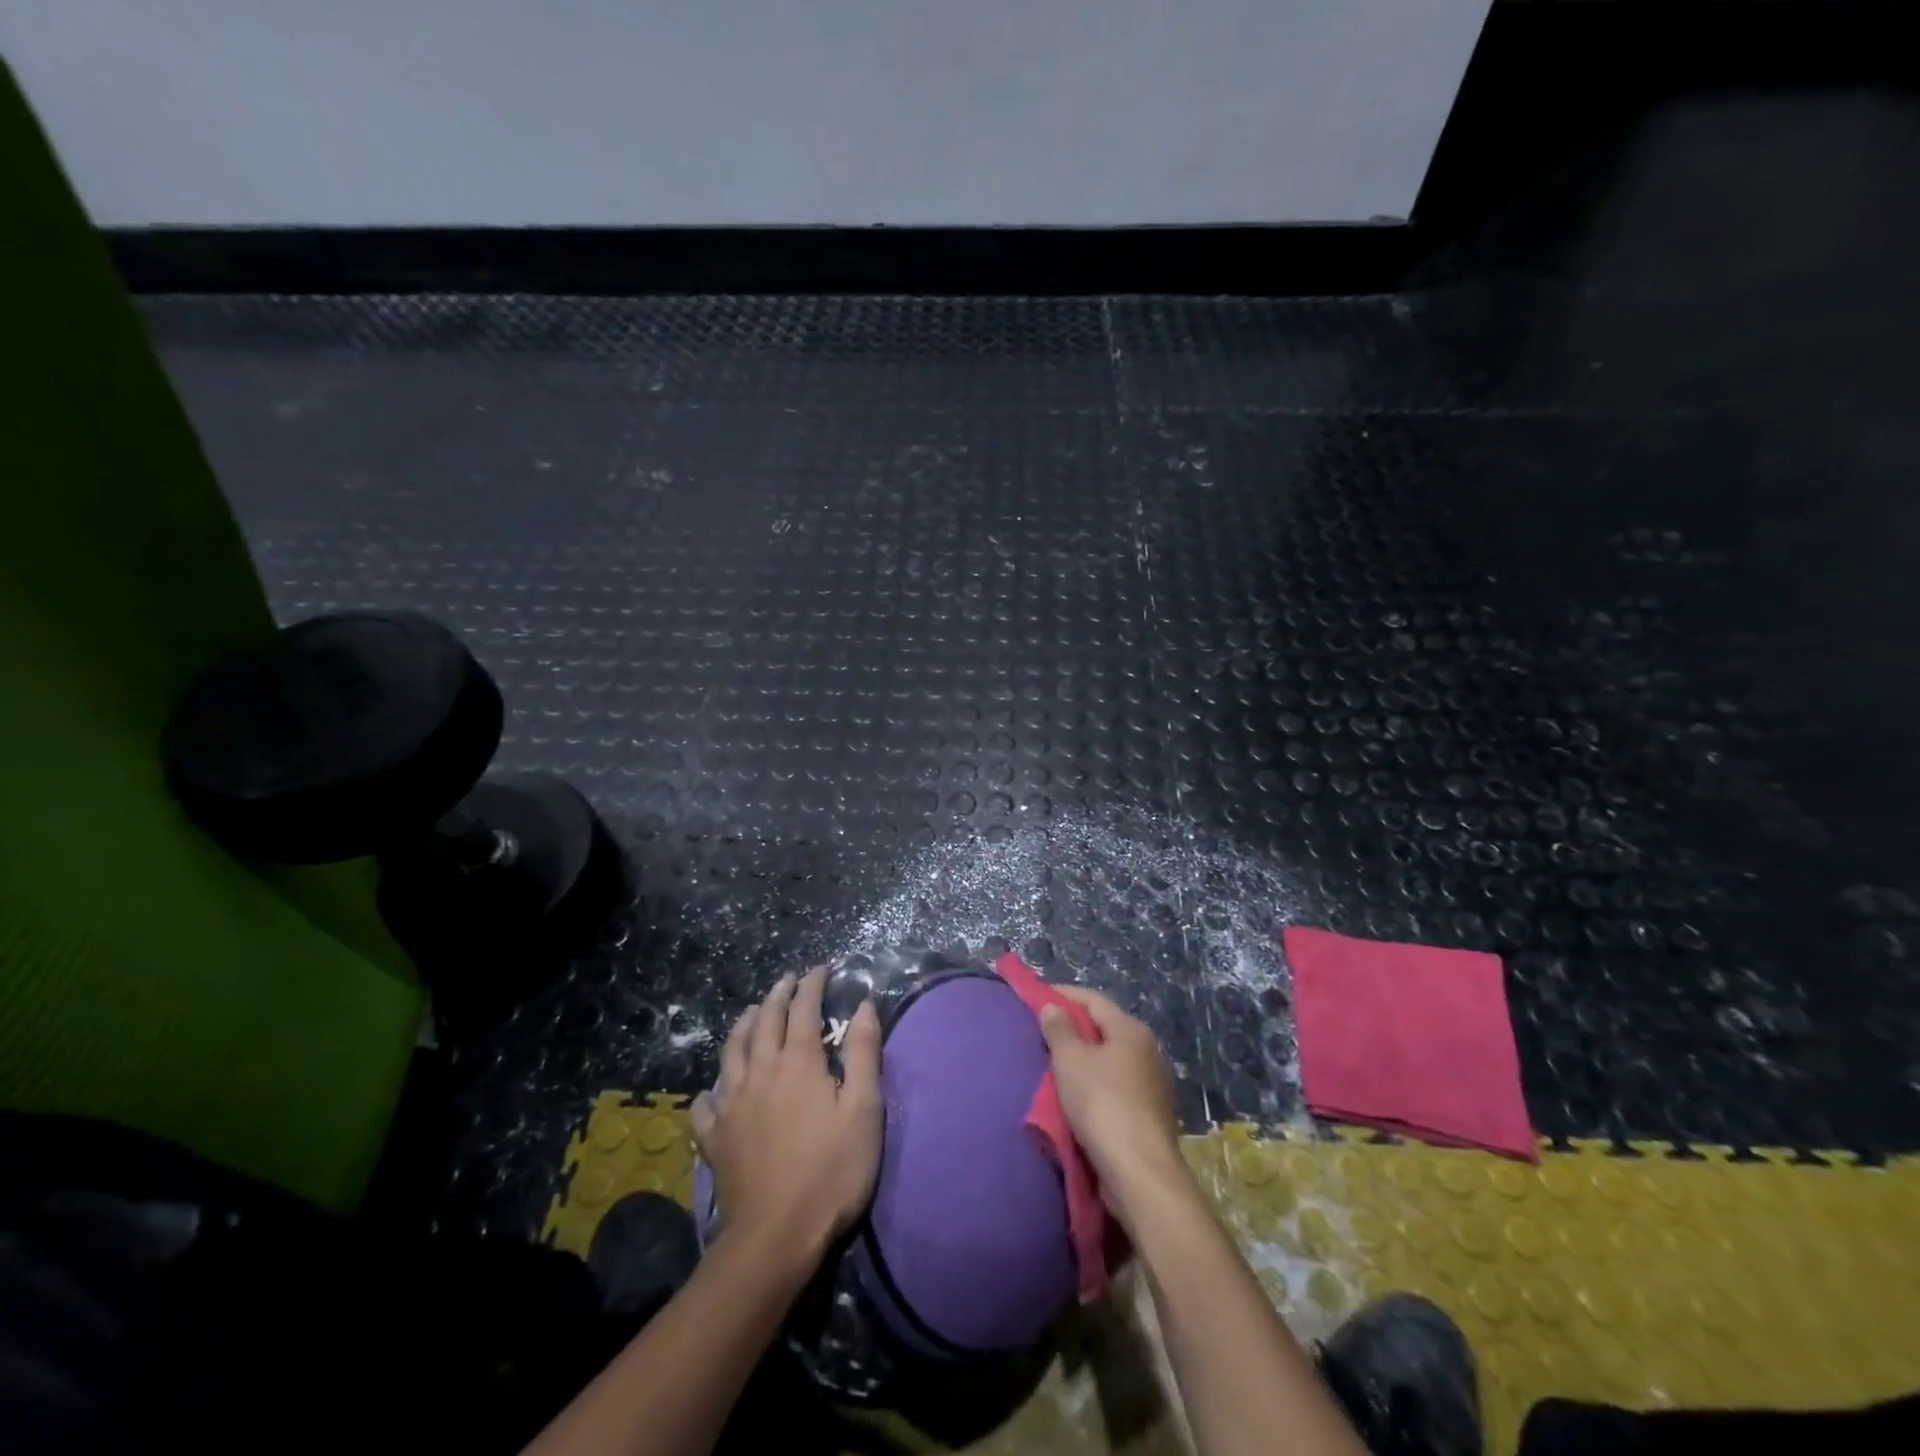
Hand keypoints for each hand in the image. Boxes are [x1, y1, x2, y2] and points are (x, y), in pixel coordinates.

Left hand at [692, 968, 882, 1259]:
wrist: (776, 1236)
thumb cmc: (831, 1170)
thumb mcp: (864, 1109)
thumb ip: (863, 1053)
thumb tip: (863, 1005)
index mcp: (798, 1061)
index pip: (804, 1008)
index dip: (813, 984)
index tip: (822, 969)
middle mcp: (760, 1070)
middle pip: (765, 1020)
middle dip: (779, 994)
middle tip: (789, 980)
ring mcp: (732, 1103)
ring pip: (733, 1049)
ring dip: (744, 1023)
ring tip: (753, 1012)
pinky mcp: (715, 1136)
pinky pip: (706, 1102)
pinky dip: (712, 1087)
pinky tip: (716, 1089)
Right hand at [1037, 987, 1188, 1226]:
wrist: (1140, 1173)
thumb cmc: (1102, 1104)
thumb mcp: (1071, 1061)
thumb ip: (1059, 1030)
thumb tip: (1053, 1006)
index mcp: (1131, 1030)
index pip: (1093, 1000)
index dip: (1063, 995)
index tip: (1036, 996)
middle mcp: (1147, 1051)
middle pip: (1103, 1029)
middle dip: (1072, 1029)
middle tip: (1040, 1033)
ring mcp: (1152, 1085)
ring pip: (1109, 1061)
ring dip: (1083, 1060)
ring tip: (1053, 1066)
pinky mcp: (1149, 1115)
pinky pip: (1115, 1087)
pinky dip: (1094, 1085)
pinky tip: (1075, 1097)